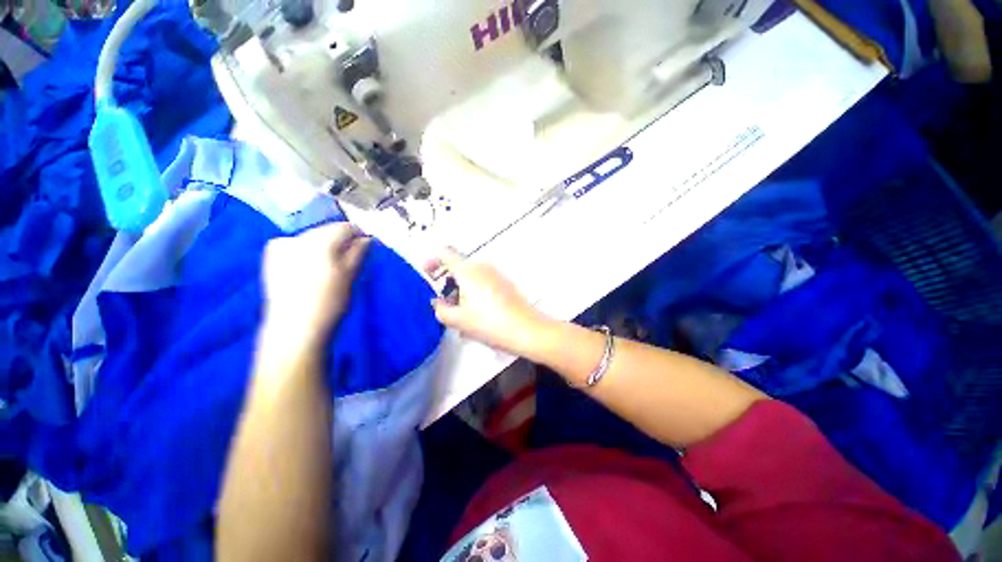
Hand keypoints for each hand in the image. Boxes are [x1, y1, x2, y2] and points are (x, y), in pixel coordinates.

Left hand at [260, 223, 370, 350]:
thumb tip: (367, 238)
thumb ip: (359, 252)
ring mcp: (281, 247)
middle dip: (341, 241)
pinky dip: (307, 251)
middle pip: (327, 230)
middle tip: (351, 258)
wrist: (295, 329)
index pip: (345, 227)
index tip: (367, 246)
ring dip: (325, 246)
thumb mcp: (351, 275)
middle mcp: (298, 238)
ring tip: (331, 266)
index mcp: (320, 241)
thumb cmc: (330, 302)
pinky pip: (295, 245)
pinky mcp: (271, 258)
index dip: (359, 235)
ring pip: (311, 237)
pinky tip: (310, 268)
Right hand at [425, 248, 553, 357]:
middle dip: (446, 281)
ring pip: (471, 277)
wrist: (527, 330)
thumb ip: (440, 310)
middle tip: (442, 301)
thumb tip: (437, 303)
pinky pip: (483, 283)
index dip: (431, 261)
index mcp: (468, 270)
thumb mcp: (458, 320)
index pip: (445, 253)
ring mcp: (496, 274)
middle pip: (458, 266)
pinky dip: (473, 293)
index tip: (427, 276)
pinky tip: (474, 314)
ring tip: (458, 314)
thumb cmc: (490, 323)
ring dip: (460, 290)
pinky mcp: (505, 284)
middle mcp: (482, 267)